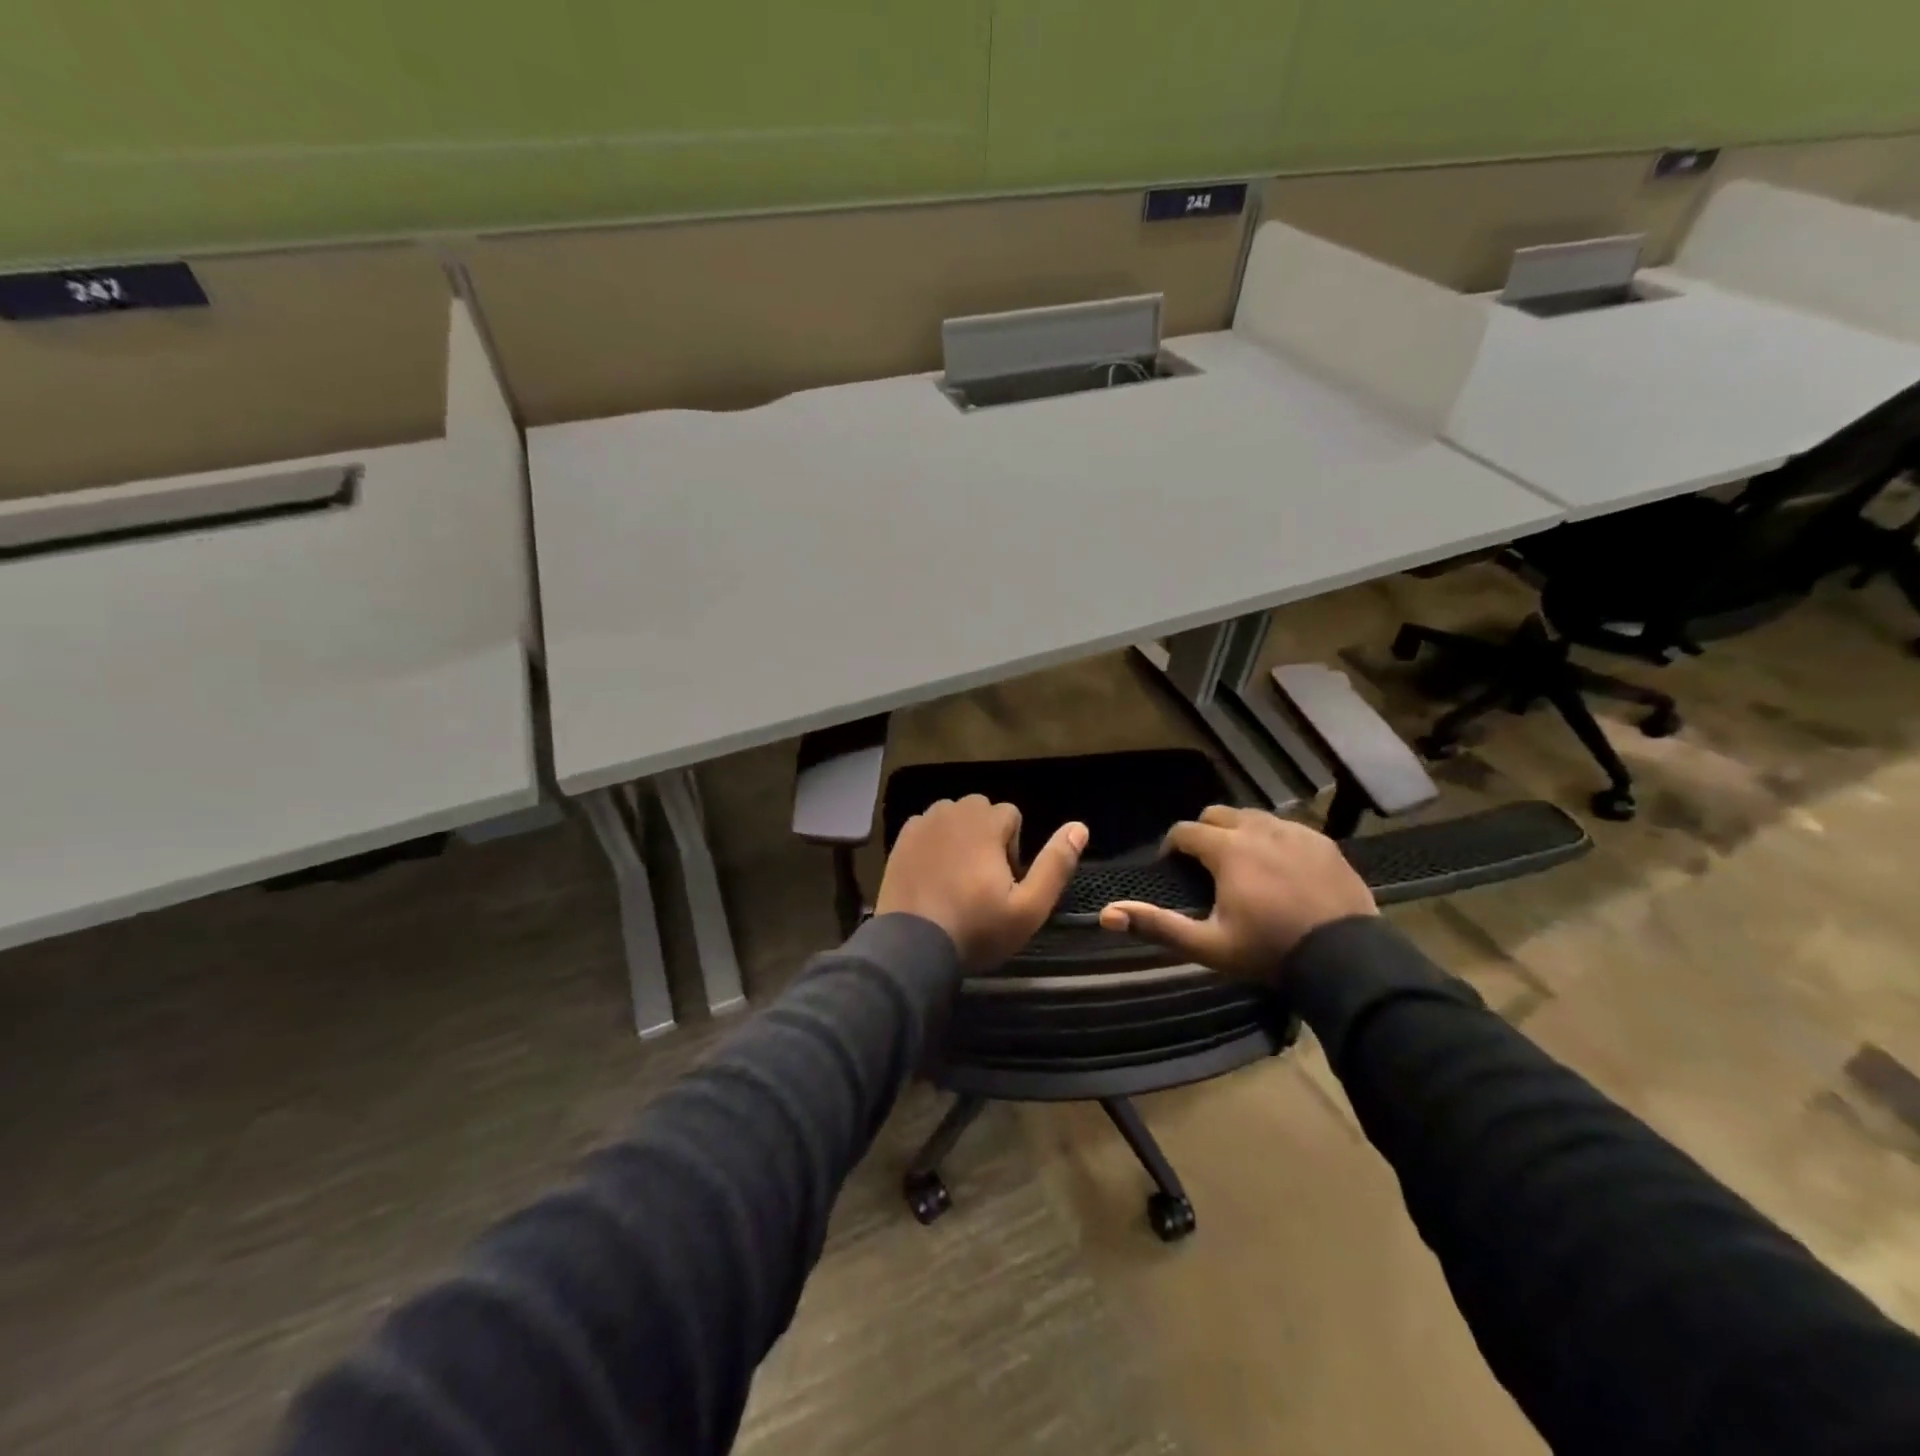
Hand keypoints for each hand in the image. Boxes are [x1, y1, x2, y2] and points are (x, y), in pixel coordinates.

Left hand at [875, 796, 1087, 970]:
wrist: (912, 947)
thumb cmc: (976, 928)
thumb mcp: (1029, 907)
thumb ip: (1056, 864)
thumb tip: (1079, 827)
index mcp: (984, 822)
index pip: (1011, 815)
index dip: (1014, 849)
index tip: (1004, 883)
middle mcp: (952, 811)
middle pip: (981, 811)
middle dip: (987, 837)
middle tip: (982, 882)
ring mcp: (922, 824)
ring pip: (953, 818)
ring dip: (960, 837)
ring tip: (957, 879)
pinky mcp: (900, 840)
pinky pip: (927, 830)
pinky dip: (934, 844)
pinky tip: (932, 877)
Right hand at [1098, 805, 1374, 979]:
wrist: (1347, 961)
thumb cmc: (1269, 952)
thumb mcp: (1208, 946)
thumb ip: (1157, 925)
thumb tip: (1106, 914)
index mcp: (1227, 850)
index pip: (1185, 831)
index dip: (1172, 846)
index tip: (1172, 867)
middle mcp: (1259, 829)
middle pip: (1218, 814)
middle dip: (1204, 833)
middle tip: (1205, 864)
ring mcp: (1296, 832)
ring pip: (1254, 817)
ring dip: (1239, 832)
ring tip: (1242, 863)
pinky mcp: (1324, 843)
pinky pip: (1288, 828)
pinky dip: (1274, 839)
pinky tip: (1279, 867)